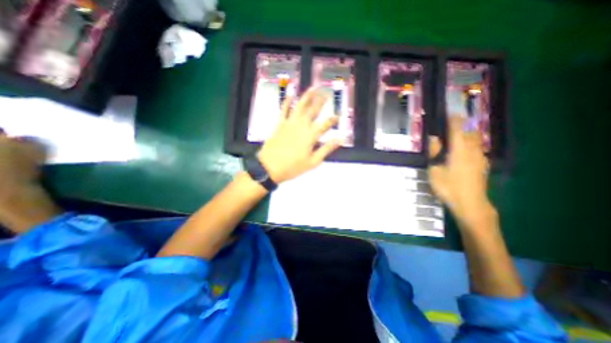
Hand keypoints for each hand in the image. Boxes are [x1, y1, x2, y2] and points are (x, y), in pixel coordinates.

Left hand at [257, 89, 342, 184]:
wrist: (269, 167)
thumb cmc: (293, 167)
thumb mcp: (313, 162)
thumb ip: (326, 149)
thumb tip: (340, 140)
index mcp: (310, 136)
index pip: (325, 125)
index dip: (332, 120)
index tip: (338, 115)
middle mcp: (301, 125)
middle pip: (313, 111)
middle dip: (321, 102)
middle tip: (327, 93)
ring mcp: (289, 122)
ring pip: (300, 106)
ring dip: (307, 96)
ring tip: (313, 88)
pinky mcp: (280, 123)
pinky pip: (284, 109)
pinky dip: (287, 100)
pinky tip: (290, 93)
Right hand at [427, 116, 493, 226]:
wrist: (470, 204)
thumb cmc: (448, 186)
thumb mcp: (435, 170)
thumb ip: (434, 152)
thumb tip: (433, 138)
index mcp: (459, 150)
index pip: (457, 129)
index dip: (453, 119)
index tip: (449, 111)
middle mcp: (472, 150)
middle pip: (469, 132)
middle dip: (462, 124)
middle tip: (452, 122)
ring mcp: (479, 157)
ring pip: (475, 139)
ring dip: (467, 133)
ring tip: (457, 133)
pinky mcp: (482, 165)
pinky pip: (477, 148)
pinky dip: (470, 143)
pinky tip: (464, 148)